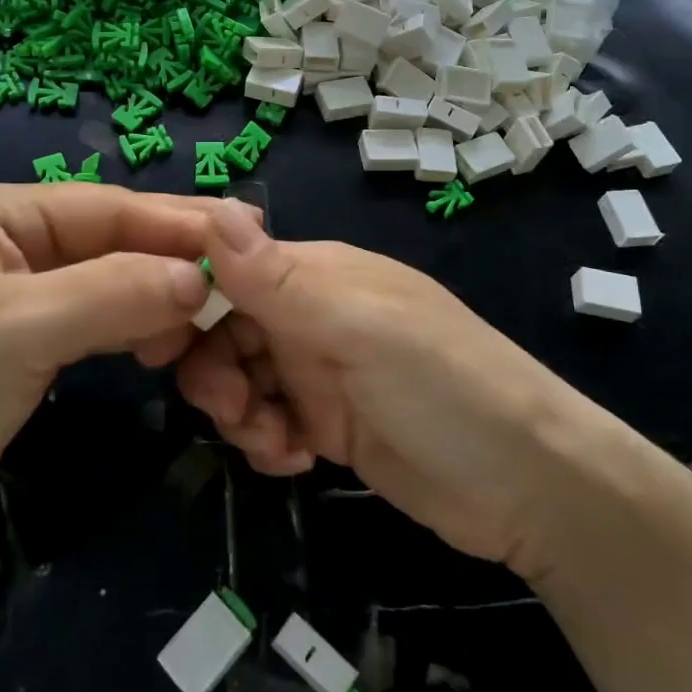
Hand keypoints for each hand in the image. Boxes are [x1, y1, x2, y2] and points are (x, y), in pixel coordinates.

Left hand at [0, 183, 227, 586]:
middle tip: (249, 269)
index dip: (179, 222)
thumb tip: (201, 278)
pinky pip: (95, 320)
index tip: (251, 235)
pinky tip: (166, 343)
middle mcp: (6, 243)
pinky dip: (134, 327)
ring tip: (213, 315)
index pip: (108, 207)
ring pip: (109, 280)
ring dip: (159, 295)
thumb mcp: (21, 330)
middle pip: (112, 239)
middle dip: (176, 256)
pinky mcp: (22, 346)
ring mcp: (15, 296)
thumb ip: (116, 292)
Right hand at [172, 200, 580, 571]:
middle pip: (227, 330)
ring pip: (242, 379)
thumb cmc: (442, 386)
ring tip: (276, 443)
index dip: (191, 300)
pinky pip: (269, 421)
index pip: (230, 269)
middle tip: (237, 410)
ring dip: (241, 413)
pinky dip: (268, 440)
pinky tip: (295, 460)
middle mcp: (313, 315)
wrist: (528, 485)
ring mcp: (322, 371)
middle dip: (216, 370)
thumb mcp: (356, 327)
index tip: (163, 343)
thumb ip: (278, 278)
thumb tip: (215, 207)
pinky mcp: (331, 423)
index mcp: (318, 275)